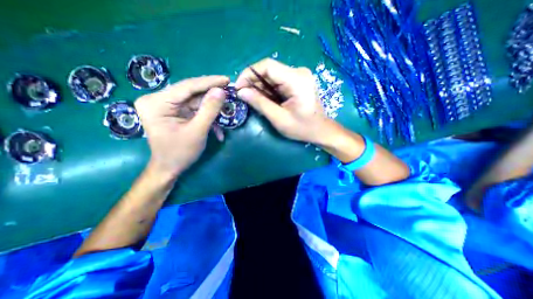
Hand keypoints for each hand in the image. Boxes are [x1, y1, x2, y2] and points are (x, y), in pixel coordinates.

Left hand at [135, 76, 228, 179]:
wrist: (169, 168)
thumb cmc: (180, 153)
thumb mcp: (197, 131)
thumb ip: (209, 110)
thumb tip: (221, 90)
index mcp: (156, 103)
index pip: (187, 86)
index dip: (209, 82)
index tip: (227, 79)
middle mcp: (158, 100)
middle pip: (191, 93)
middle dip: (212, 96)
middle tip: (230, 92)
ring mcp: (165, 106)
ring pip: (195, 101)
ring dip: (211, 110)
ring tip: (225, 114)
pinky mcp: (174, 112)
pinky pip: (194, 110)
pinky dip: (206, 117)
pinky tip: (216, 130)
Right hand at [235, 57, 331, 143]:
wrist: (320, 130)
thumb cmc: (302, 128)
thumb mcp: (279, 118)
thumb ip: (260, 103)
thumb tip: (241, 92)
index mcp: (297, 80)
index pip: (267, 66)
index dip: (249, 73)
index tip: (238, 87)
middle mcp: (298, 72)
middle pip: (269, 70)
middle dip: (253, 82)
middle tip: (244, 96)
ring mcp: (299, 76)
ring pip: (272, 75)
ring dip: (260, 86)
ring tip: (252, 99)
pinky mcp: (297, 81)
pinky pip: (278, 80)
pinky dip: (268, 89)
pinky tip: (264, 99)